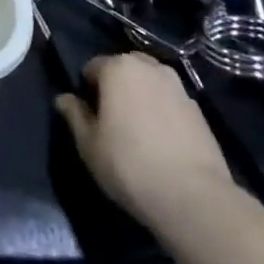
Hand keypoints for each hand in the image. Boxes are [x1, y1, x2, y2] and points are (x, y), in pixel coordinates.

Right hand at [55, 53, 235, 224]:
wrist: (192, 196)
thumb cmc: (128, 164)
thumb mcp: (88, 144)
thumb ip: (74, 115)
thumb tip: (64, 98)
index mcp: (118, 68)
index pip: (92, 67)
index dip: (87, 90)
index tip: (89, 116)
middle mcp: (150, 67)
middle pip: (125, 68)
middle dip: (116, 86)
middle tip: (112, 119)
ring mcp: (178, 86)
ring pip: (150, 82)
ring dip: (141, 95)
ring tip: (138, 130)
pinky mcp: (199, 109)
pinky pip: (170, 101)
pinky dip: (162, 110)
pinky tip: (161, 140)